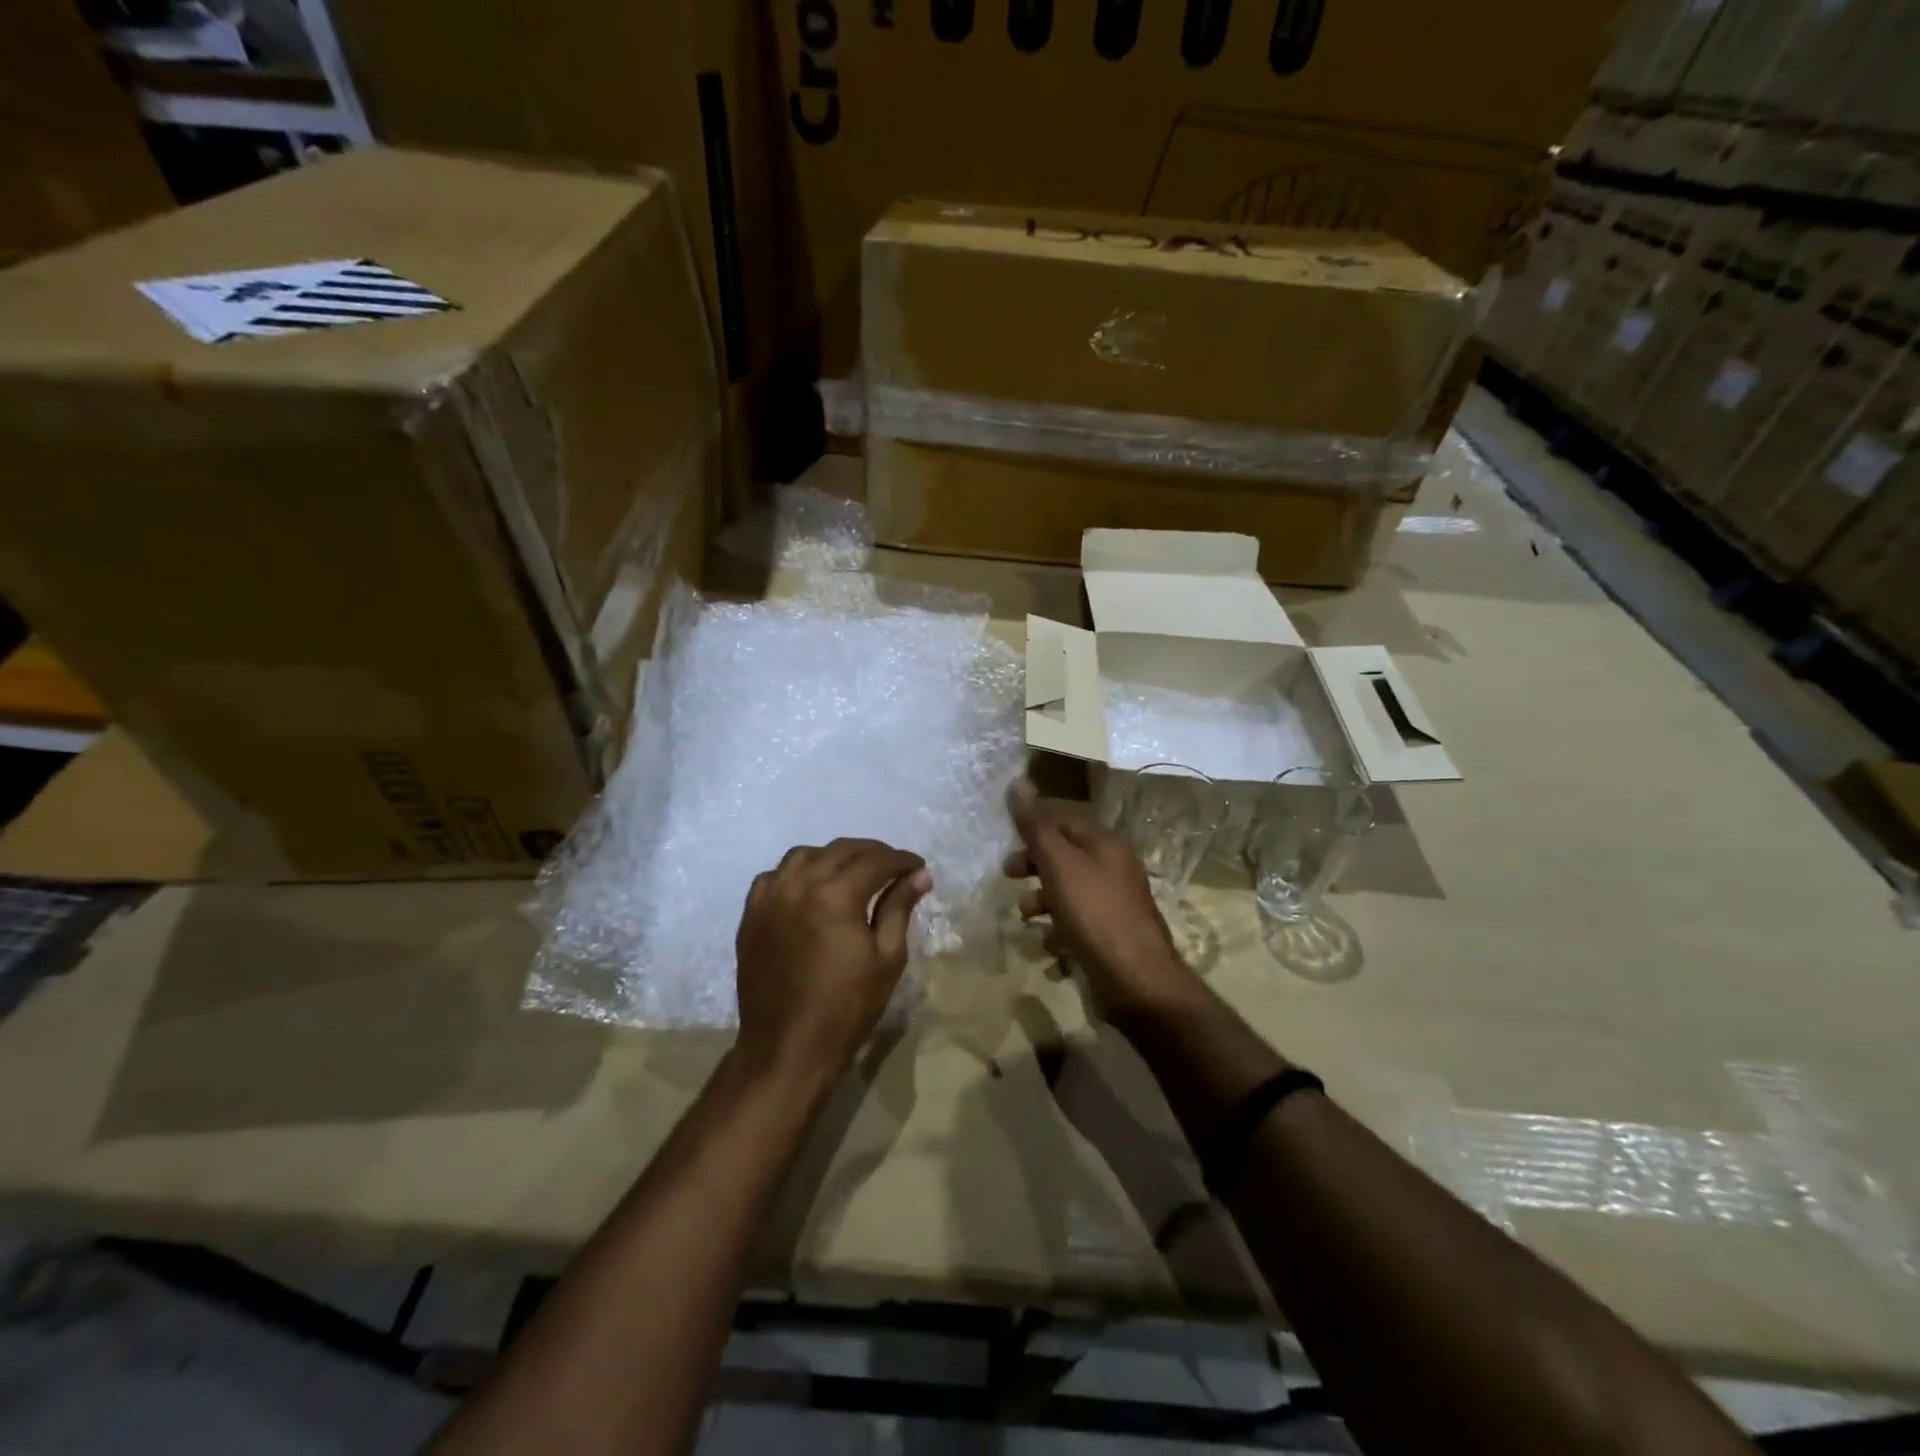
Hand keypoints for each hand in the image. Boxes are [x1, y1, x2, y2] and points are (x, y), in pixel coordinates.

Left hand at [733, 838, 930, 1084]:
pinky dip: (797, 873)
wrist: (786, 1048)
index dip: (901, 861)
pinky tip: (810, 888)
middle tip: (893, 867)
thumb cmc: (846, 1008)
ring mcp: (770, 898)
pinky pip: (774, 876)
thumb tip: (918, 876)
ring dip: (833, 857)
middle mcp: (799, 885)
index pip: (875, 861)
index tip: (918, 868)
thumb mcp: (886, 958)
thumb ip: (899, 908)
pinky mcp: (751, 915)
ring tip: (852, 873)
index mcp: (835, 895)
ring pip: (804, 855)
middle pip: (840, 850)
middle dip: (872, 853)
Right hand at [1006, 783, 1199, 1023]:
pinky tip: (1049, 948)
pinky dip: (1058, 933)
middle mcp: (1113, 868)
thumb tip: (1018, 782)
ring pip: (1068, 891)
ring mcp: (1114, 904)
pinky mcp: (1110, 937)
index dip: (1034, 823)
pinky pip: (1077, 925)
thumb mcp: (1060, 865)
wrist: (1136, 981)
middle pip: (1065, 855)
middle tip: (1008, 875)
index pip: (1064, 818)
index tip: (1005, 837)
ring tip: (1027, 918)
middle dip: (1033, 864)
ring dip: (1042, 901)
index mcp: (1105, 844)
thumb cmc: (1095, 914)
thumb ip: (1037, 827)